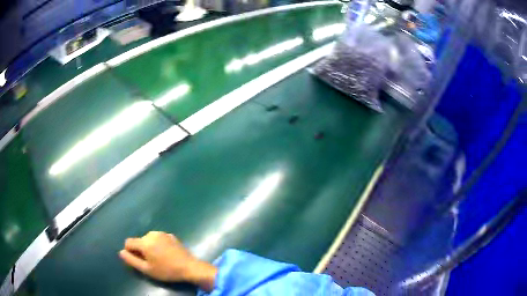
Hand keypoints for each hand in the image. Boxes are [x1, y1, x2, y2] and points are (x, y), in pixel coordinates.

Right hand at [119, 231, 216, 291]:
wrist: (189, 267)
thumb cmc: (167, 270)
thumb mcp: (147, 269)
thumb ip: (131, 260)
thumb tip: (121, 252)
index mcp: (144, 242)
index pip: (128, 242)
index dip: (130, 251)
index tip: (138, 260)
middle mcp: (151, 234)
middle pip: (139, 241)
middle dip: (141, 250)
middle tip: (151, 262)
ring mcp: (162, 233)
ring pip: (149, 239)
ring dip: (150, 247)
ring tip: (159, 258)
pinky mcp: (171, 235)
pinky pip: (159, 239)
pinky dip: (158, 245)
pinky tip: (167, 254)